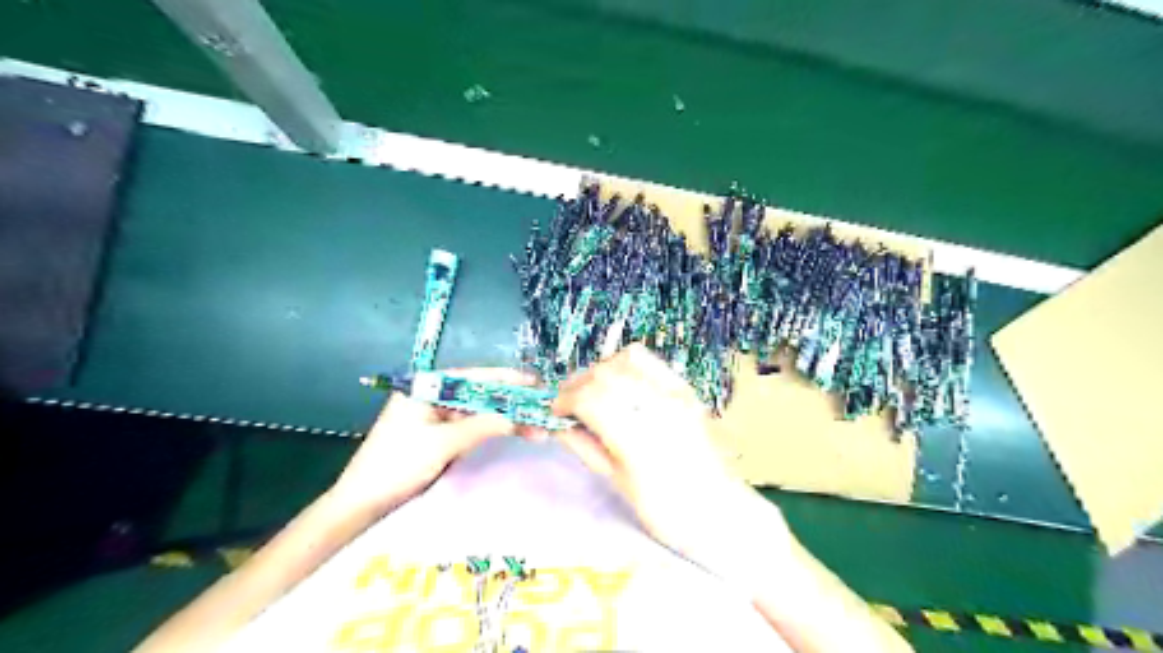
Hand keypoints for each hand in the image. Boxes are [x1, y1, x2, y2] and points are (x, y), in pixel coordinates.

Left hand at [325, 371, 527, 516]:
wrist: (362, 503)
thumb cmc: (397, 465)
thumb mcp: (442, 444)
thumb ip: (481, 426)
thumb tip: (518, 416)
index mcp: (425, 387)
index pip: (473, 376)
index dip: (506, 379)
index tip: (535, 383)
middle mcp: (431, 396)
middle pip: (478, 393)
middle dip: (509, 402)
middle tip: (540, 408)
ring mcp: (434, 416)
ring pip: (477, 411)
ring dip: (504, 417)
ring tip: (534, 426)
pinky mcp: (437, 435)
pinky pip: (470, 426)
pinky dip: (491, 429)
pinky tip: (513, 431)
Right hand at [550, 344, 770, 559]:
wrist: (721, 511)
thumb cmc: (668, 512)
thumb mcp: (619, 483)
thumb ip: (586, 447)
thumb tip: (559, 426)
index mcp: (639, 437)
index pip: (589, 398)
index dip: (564, 400)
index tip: (555, 412)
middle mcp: (659, 406)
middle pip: (604, 373)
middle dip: (578, 383)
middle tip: (568, 403)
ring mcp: (677, 393)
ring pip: (627, 358)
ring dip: (602, 370)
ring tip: (594, 391)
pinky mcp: (687, 389)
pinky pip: (651, 362)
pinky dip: (626, 366)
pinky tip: (620, 386)